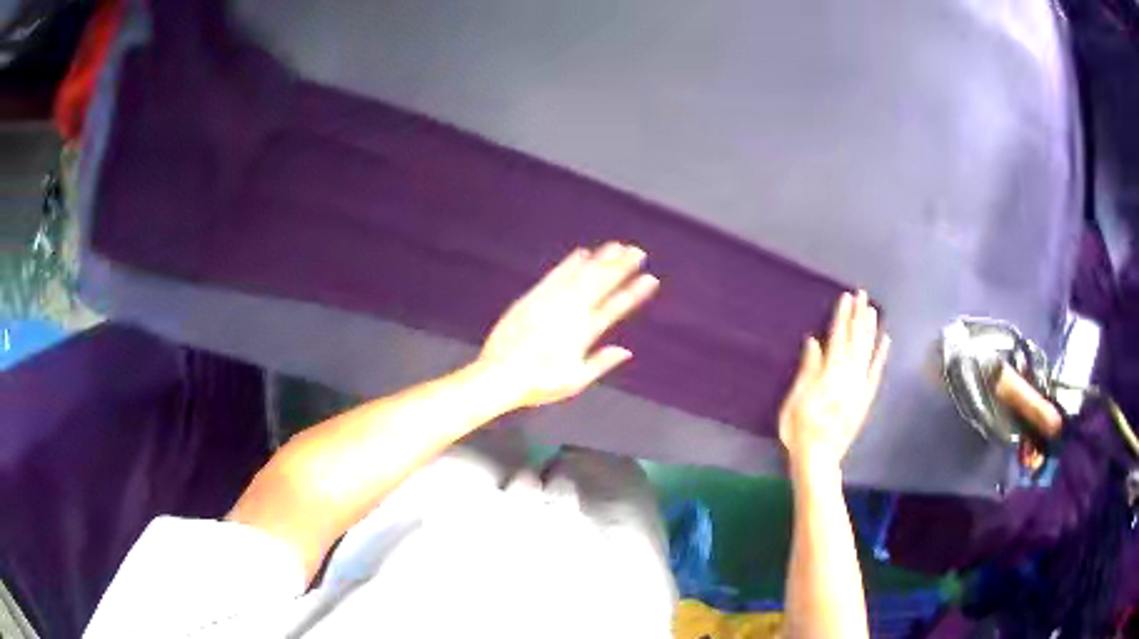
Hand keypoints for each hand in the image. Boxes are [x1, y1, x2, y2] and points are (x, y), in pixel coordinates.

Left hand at [477, 242, 659, 408]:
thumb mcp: (574, 380)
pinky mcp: (533, 298)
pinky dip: (570, 264)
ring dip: (600, 259)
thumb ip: (601, 362)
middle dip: (620, 267)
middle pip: (600, 284)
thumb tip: (626, 351)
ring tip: (617, 246)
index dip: (633, 293)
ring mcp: (550, 302)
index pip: (614, 308)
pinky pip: (555, 276)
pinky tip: (583, 254)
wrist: (500, 375)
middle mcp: (569, 313)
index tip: (650, 279)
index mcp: (583, 333)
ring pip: (580, 275)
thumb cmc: (538, 383)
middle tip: (638, 251)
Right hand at [778, 291, 889, 470]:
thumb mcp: (795, 400)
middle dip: (859, 316)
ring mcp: (860, 387)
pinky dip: (881, 355)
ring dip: (871, 330)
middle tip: (863, 295)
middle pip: (856, 340)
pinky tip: (885, 341)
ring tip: (873, 310)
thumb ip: (807, 370)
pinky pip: (876, 372)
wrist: (819, 459)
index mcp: (830, 374)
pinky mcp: (865, 398)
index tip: (846, 297)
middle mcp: (849, 376)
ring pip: (868, 352)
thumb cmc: (800, 430)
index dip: (842, 316)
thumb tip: (814, 342)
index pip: (838, 337)